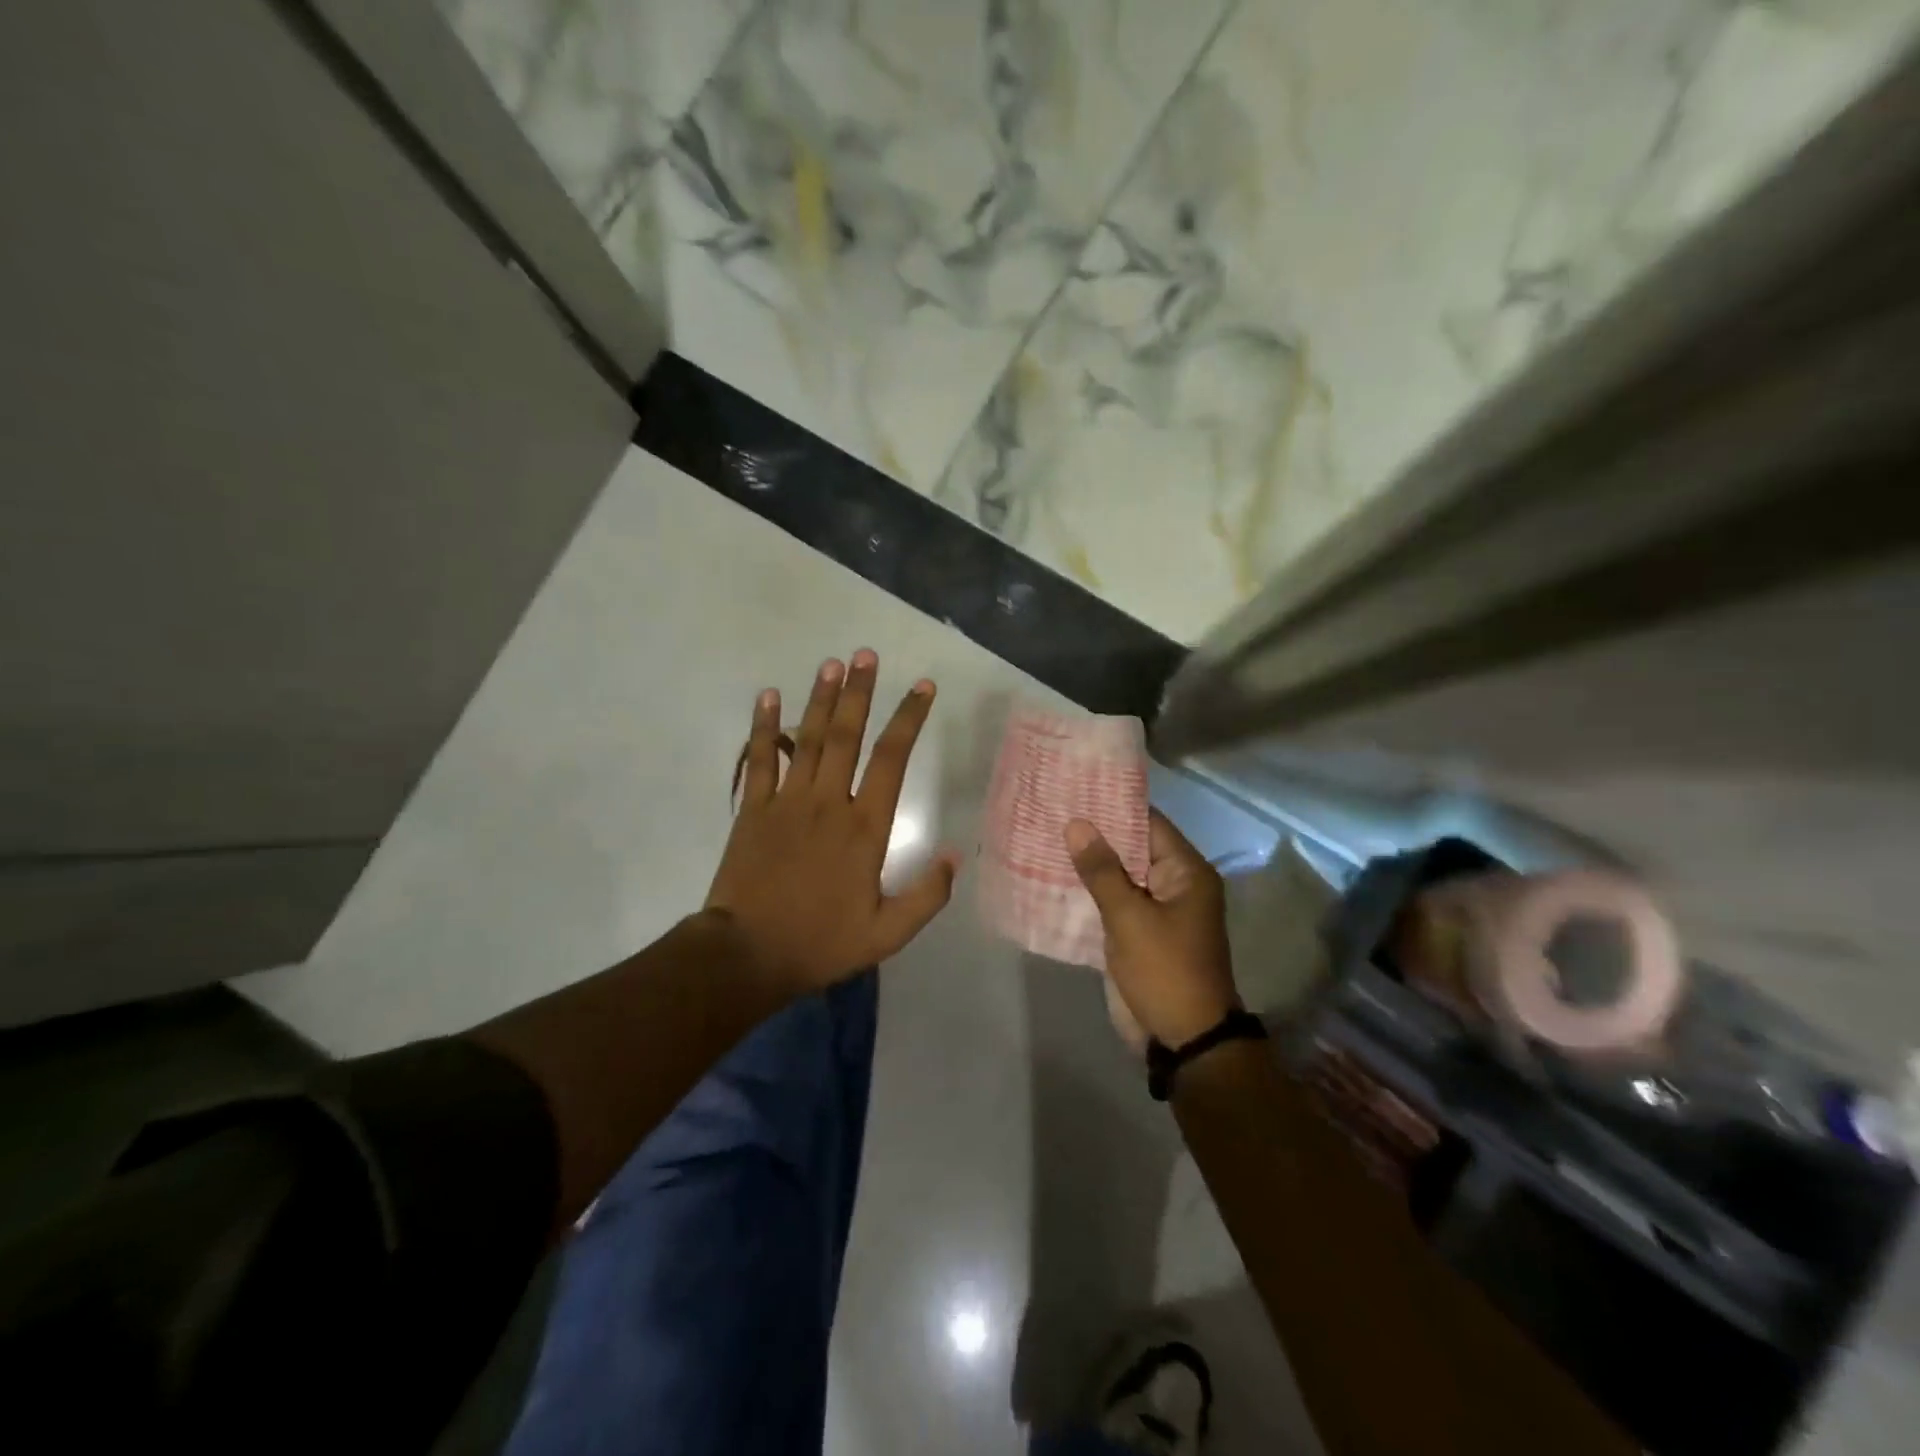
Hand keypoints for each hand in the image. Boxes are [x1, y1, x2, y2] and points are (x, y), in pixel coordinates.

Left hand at [706, 650, 958, 994]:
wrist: (747, 955)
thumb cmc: (821, 943)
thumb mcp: (888, 933)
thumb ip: (927, 895)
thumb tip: (953, 854)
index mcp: (865, 827)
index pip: (893, 759)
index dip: (909, 718)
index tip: (923, 686)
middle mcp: (828, 802)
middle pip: (846, 734)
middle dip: (860, 692)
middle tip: (866, 655)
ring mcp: (787, 802)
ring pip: (807, 739)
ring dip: (820, 698)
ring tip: (832, 663)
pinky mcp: (752, 810)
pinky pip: (759, 760)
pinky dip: (763, 727)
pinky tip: (769, 695)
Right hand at [1066, 810, 1238, 1047]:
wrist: (1182, 1039)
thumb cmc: (1164, 970)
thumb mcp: (1130, 917)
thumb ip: (1101, 870)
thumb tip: (1076, 823)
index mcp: (1185, 872)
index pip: (1147, 822)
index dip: (1112, 805)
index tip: (1074, 788)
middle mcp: (1173, 884)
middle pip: (1131, 847)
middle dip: (1094, 833)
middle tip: (1050, 808)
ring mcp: (1155, 909)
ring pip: (1118, 876)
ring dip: (1088, 863)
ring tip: (1042, 835)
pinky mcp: (1138, 932)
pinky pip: (1112, 902)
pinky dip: (1088, 892)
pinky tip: (1051, 878)